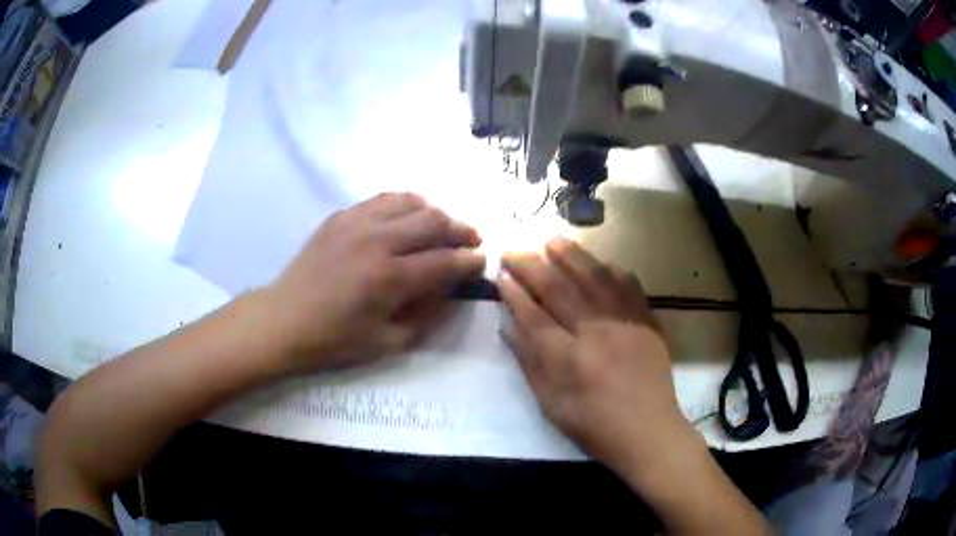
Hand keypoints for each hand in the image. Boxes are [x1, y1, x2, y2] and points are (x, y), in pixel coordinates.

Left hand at [266, 193, 484, 369]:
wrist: (284, 319)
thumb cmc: (335, 339)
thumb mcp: (389, 342)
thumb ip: (429, 315)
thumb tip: (454, 291)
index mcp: (389, 278)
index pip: (445, 260)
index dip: (470, 260)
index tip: (482, 260)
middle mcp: (377, 240)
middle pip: (433, 221)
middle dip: (461, 229)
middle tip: (472, 239)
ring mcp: (356, 222)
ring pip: (410, 201)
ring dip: (435, 211)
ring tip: (443, 225)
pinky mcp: (341, 215)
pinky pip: (383, 199)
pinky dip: (405, 204)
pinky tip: (408, 216)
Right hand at [499, 237, 689, 473]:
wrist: (647, 430)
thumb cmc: (594, 425)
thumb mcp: (551, 404)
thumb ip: (529, 363)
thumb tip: (508, 326)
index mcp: (568, 359)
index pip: (533, 315)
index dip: (514, 293)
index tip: (500, 274)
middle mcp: (595, 333)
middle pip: (559, 289)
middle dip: (532, 266)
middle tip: (514, 250)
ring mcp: (624, 324)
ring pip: (594, 279)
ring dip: (571, 256)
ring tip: (552, 240)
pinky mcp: (647, 322)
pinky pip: (629, 287)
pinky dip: (613, 271)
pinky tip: (601, 262)